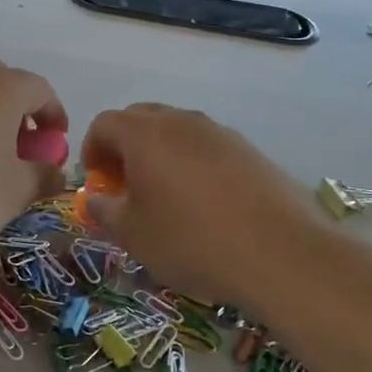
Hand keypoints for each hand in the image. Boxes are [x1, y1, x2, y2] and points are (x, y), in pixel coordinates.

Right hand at [81, 104, 367, 318]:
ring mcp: (219, 132)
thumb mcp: (133, 234)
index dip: (92, 150)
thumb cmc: (191, 241)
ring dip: (160, 154)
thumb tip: (96, 199)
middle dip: (124, 147)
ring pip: (177, 131)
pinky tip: (204, 204)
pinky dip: (193, 164)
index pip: (104, 124)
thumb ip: (105, 211)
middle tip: (125, 185)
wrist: (279, 252)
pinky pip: (207, 147)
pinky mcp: (249, 150)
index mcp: (144, 134)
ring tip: (165, 196)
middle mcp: (181, 121)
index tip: (97, 181)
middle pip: (140, 119)